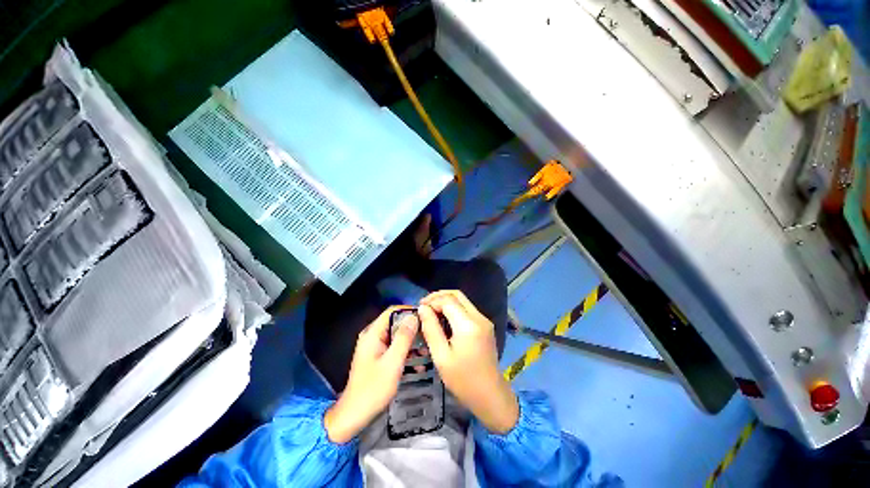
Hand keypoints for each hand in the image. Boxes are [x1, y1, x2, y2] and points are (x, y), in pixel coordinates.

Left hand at [324, 306, 418, 442]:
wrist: (354, 416)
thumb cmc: (373, 389)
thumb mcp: (392, 362)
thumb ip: (403, 338)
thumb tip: (413, 317)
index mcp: (373, 334)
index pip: (392, 311)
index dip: (409, 311)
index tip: (425, 317)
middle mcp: (373, 336)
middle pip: (395, 323)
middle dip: (412, 328)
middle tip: (429, 335)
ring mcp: (375, 347)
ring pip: (396, 336)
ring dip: (411, 342)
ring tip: (426, 350)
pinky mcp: (378, 357)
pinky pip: (394, 348)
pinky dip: (405, 353)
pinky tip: (418, 365)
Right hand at [419, 291, 518, 433]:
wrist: (490, 395)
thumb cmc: (463, 380)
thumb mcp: (441, 356)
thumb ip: (431, 329)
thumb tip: (423, 309)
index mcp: (468, 325)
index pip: (448, 300)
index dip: (432, 301)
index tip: (419, 308)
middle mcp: (479, 317)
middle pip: (457, 295)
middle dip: (438, 296)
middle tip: (424, 306)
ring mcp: (484, 320)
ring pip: (463, 300)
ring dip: (446, 301)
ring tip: (431, 311)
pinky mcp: (485, 325)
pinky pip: (467, 309)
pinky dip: (454, 308)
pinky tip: (443, 318)